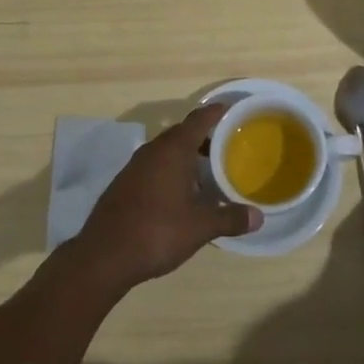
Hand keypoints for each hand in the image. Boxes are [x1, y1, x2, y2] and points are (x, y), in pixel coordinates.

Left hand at [71, 105, 260, 291]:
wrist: (104, 255)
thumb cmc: (157, 232)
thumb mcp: (200, 227)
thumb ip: (230, 218)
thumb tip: (259, 216)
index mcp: (173, 150)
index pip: (198, 120)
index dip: (216, 112)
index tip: (232, 109)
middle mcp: (153, 150)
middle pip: (182, 133)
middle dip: (204, 136)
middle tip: (227, 144)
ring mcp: (135, 165)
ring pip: (167, 150)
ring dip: (186, 155)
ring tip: (208, 169)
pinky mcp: (125, 182)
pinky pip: (155, 165)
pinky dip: (171, 169)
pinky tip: (181, 191)